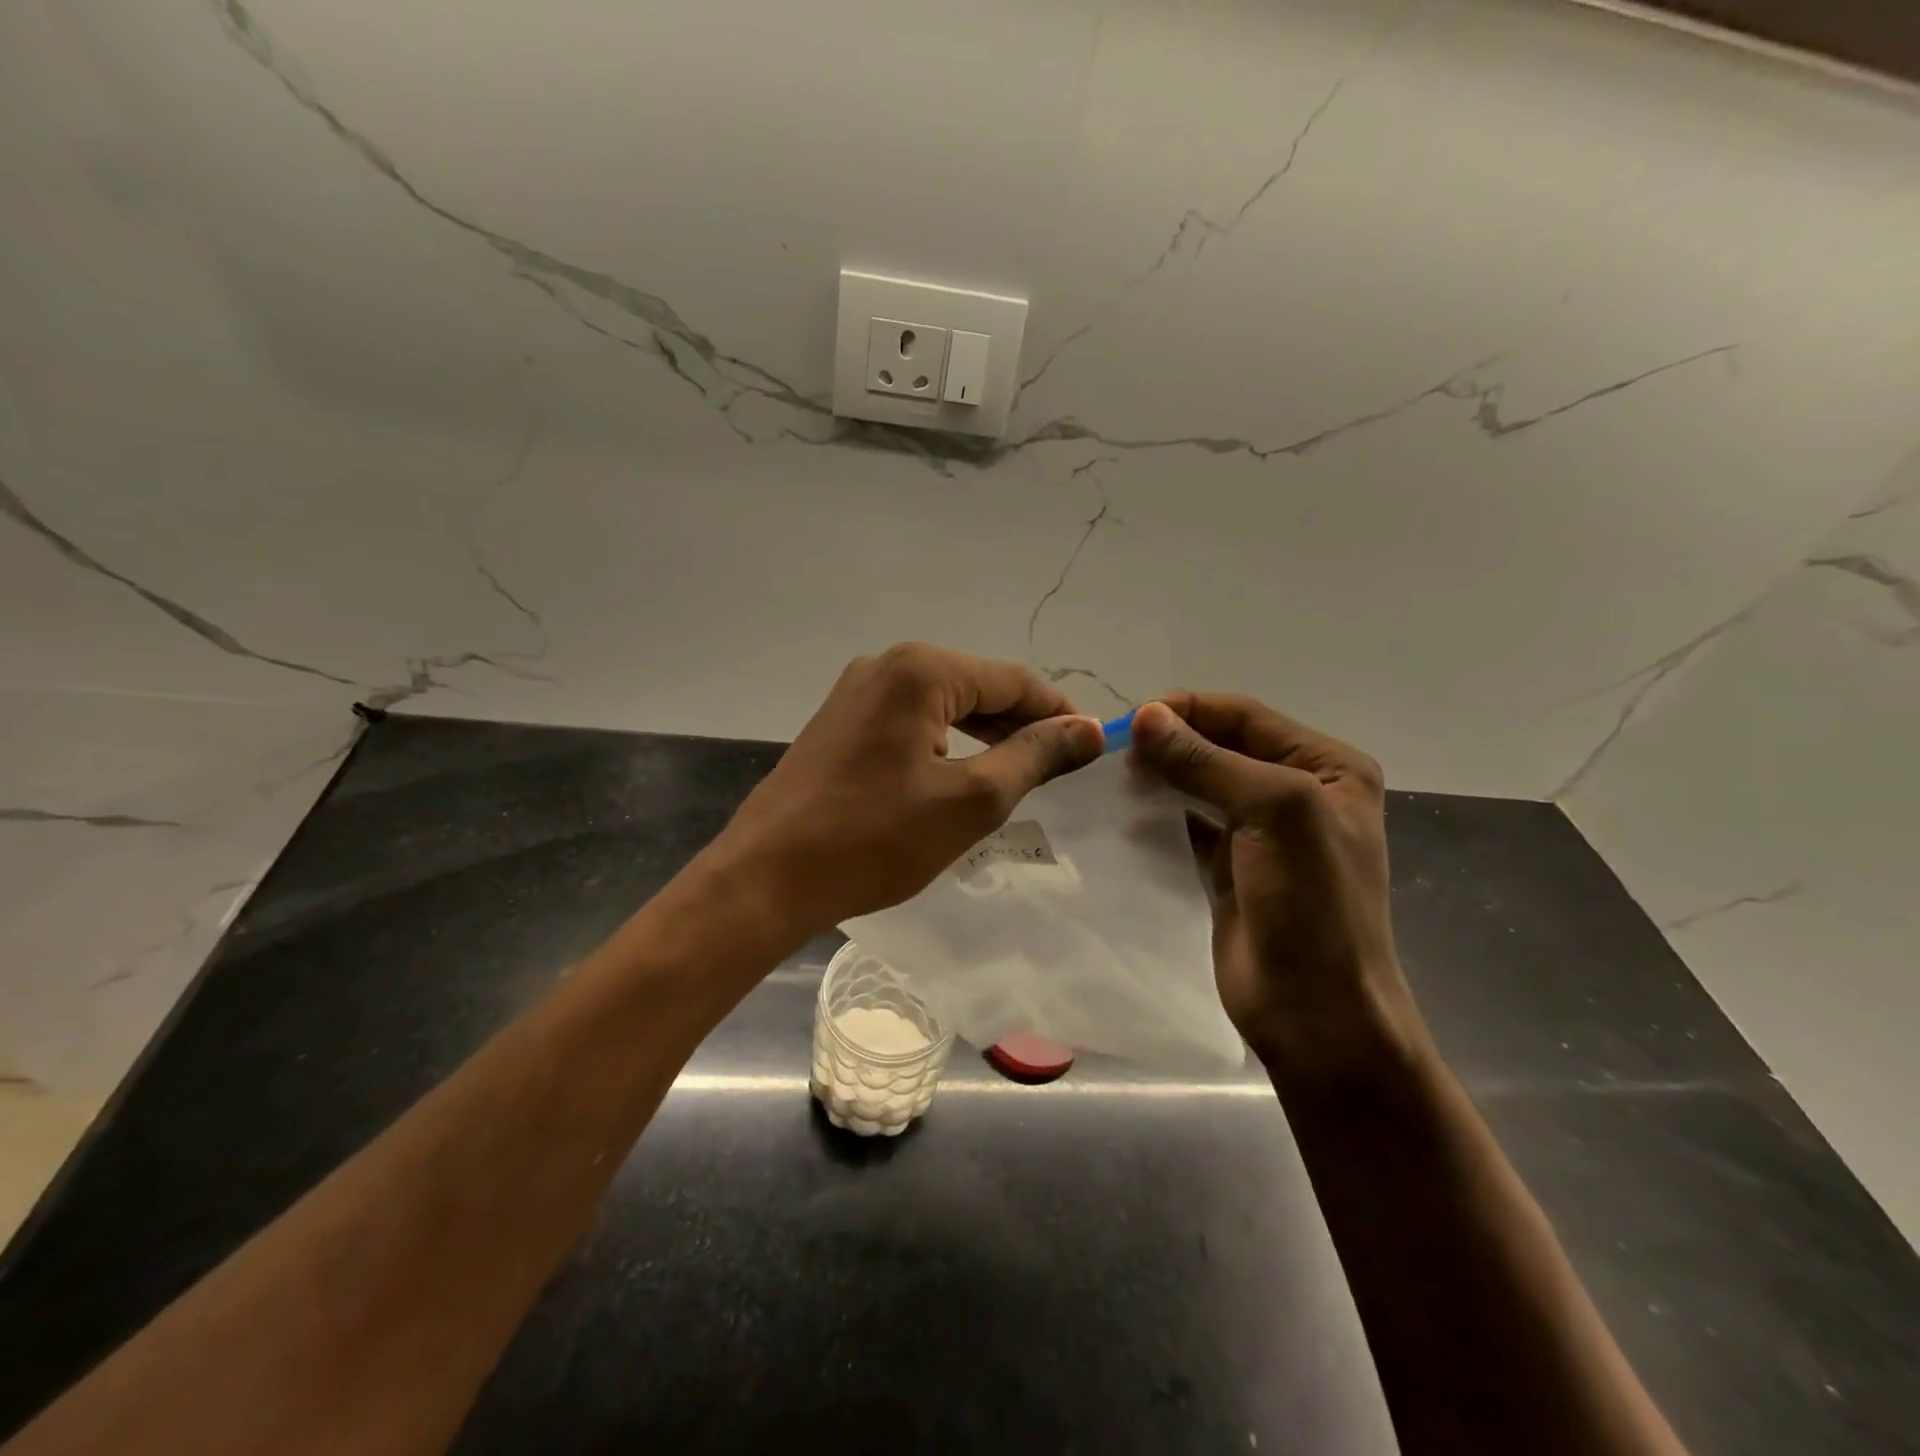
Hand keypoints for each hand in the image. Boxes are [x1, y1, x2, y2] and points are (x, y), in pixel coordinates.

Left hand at [718, 644, 1103, 935]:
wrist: (768, 877)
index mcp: (920, 670)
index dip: (1057, 711)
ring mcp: (856, 692)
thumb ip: (1034, 756)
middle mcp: (886, 664)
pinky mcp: (840, 722)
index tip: (1091, 746)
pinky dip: (946, 743)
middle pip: (977, 686)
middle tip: (1059, 768)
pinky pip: (910, 721)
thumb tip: (1087, 729)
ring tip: (1018, 774)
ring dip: (985, 734)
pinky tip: (961, 774)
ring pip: (943, 704)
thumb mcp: (971, 800)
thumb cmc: (875, 839)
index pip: (1012, 679)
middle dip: (1021, 723)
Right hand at [1129, 694, 1423, 1080]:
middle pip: (1221, 746)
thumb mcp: (1274, 814)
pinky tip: (1126, 812)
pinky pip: (1188, 823)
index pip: (1246, 716)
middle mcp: (1298, 791)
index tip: (1131, 721)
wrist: (1316, 1012)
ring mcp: (1263, 831)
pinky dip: (1159, 813)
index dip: (1189, 710)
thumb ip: (1208, 762)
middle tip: (1116, 751)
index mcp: (1327, 767)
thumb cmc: (1312, 905)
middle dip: (1172, 742)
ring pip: (1201, 783)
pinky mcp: (1230, 865)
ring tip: (1115, 777)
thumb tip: (1147, 716)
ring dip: (1162, 775)